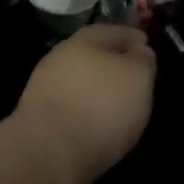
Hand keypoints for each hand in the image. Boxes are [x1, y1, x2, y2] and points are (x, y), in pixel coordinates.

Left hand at [11, 24, 157, 183]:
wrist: (48, 152)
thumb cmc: (100, 107)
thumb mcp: (138, 77)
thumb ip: (142, 60)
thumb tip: (139, 51)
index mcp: (84, 41)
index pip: (112, 31)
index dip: (132, 38)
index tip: (146, 47)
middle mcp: (59, 58)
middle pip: (91, 55)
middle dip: (112, 63)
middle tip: (133, 78)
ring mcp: (43, 88)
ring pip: (78, 81)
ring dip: (96, 88)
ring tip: (117, 106)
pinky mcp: (37, 118)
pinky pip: (69, 106)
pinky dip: (84, 110)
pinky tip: (96, 124)